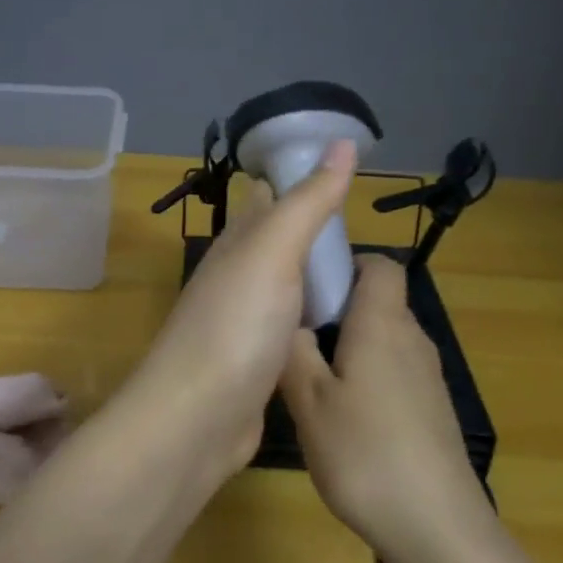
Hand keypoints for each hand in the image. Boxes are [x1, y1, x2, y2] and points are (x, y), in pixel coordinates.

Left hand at [123, 140, 356, 469]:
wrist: (196, 420)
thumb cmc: (235, 327)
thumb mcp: (273, 253)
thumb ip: (307, 202)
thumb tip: (341, 141)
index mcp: (236, 245)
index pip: (265, 198)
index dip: (298, 178)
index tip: (344, 168)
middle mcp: (237, 278)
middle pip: (277, 241)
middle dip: (313, 226)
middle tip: (365, 222)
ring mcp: (246, 323)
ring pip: (286, 285)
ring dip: (315, 273)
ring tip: (362, 268)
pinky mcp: (258, 364)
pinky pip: (292, 327)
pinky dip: (314, 316)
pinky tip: (339, 322)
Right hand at [280, 255, 492, 562]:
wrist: (437, 526)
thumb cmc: (365, 453)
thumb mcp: (309, 401)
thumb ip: (294, 352)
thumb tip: (289, 318)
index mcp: (382, 324)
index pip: (380, 265)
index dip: (346, 262)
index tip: (308, 284)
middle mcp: (411, 339)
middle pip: (378, 301)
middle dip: (336, 309)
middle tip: (292, 335)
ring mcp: (427, 376)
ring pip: (383, 339)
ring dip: (348, 346)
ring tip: (308, 377)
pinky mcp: (432, 409)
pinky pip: (394, 371)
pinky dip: (366, 375)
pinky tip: (341, 415)